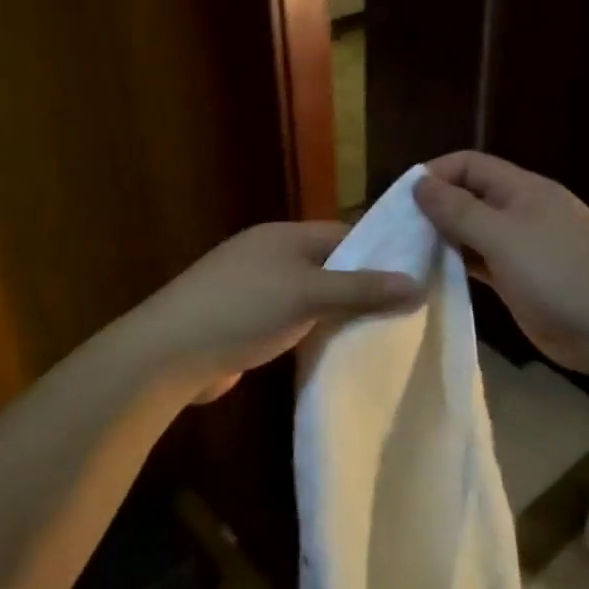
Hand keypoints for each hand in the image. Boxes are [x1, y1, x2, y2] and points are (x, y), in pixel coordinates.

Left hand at [127, 222, 421, 405]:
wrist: (170, 353)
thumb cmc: (244, 309)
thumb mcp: (309, 294)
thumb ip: (363, 289)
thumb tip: (418, 283)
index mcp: (283, 236)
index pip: (344, 235)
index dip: (380, 253)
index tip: (417, 276)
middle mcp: (269, 255)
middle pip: (328, 266)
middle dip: (362, 287)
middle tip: (407, 312)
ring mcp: (253, 289)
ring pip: (310, 296)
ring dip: (338, 312)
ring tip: (382, 333)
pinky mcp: (244, 322)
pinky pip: (291, 321)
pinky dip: (312, 332)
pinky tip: (336, 350)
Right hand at [413, 151, 588, 373]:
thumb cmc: (560, 275)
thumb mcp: (504, 237)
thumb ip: (459, 210)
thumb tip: (419, 183)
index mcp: (523, 190)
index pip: (470, 165)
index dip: (435, 174)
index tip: (401, 200)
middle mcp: (522, 212)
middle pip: (470, 197)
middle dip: (435, 208)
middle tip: (397, 232)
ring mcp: (523, 248)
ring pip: (474, 232)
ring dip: (444, 239)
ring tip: (407, 254)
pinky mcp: (521, 280)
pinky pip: (482, 263)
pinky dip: (459, 265)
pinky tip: (434, 276)